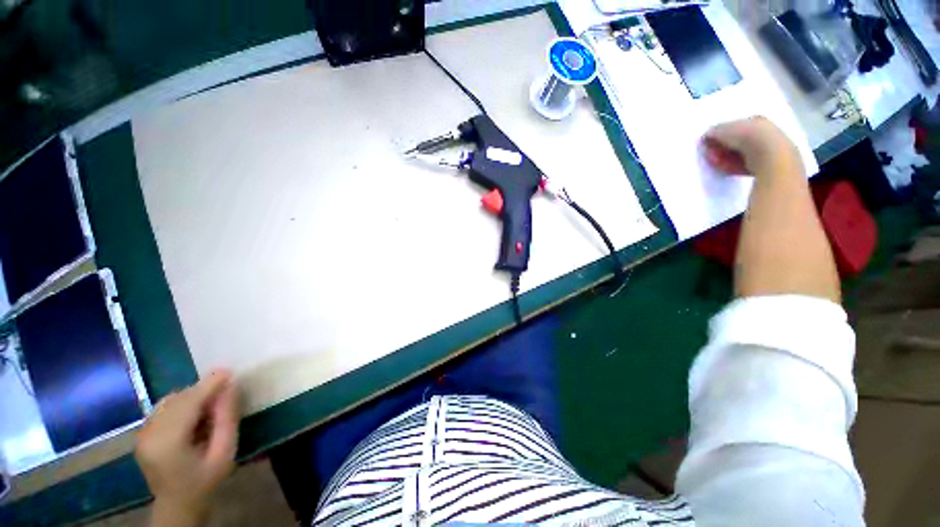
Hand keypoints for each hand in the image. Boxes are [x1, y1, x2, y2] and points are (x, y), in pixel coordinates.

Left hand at [136, 371, 239, 525]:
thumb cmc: (206, 481)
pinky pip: (163, 408)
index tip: (228, 371)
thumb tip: (230, 388)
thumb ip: (227, 420)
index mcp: (168, 444)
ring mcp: (142, 434)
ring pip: (169, 401)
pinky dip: (182, 403)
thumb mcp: (224, 453)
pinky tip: (194, 412)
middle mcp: (149, 435)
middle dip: (202, 389)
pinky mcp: (142, 434)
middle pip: (177, 400)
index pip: (188, 404)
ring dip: (192, 396)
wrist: (178, 505)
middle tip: (225, 388)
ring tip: (211, 402)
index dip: (208, 386)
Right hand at [701, 116, 802, 177]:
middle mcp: (763, 131)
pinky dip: (734, 166)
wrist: (770, 156)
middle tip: (711, 155)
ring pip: (740, 154)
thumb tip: (707, 135)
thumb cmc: (747, 137)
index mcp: (754, 119)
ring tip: (718, 164)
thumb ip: (713, 132)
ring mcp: (766, 148)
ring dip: (726, 159)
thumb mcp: (723, 130)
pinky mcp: (766, 163)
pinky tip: (727, 169)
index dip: (719, 135)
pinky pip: (745, 164)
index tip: (708, 143)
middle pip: (736, 141)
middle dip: (722, 149)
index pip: (733, 126)